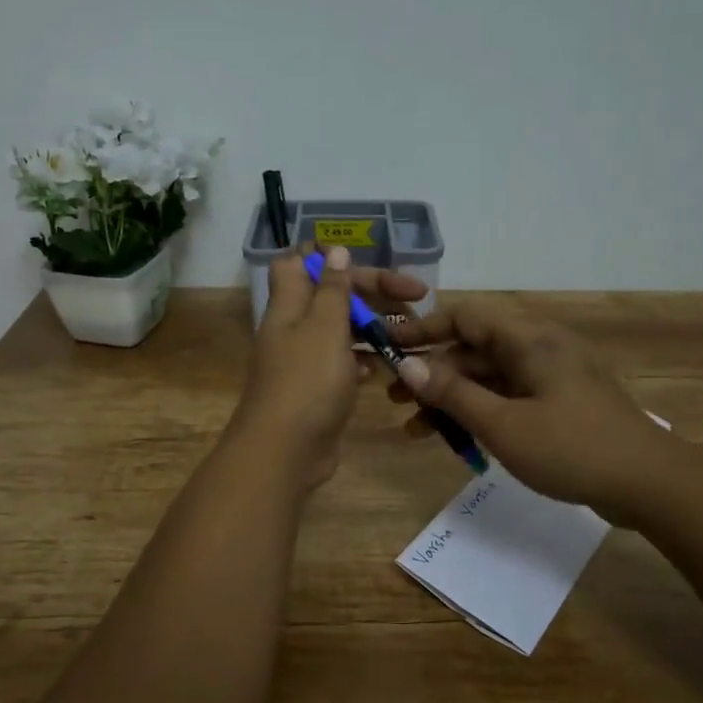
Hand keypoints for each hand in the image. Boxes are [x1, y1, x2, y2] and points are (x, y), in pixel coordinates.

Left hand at [229, 247, 428, 489]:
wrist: (285, 452)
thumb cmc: (307, 383)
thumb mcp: (324, 328)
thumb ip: (333, 290)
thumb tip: (334, 249)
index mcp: (289, 306)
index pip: (298, 263)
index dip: (326, 256)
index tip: (365, 259)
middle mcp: (294, 328)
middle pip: (333, 296)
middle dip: (373, 292)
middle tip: (417, 297)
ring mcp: (306, 361)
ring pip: (343, 331)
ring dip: (375, 327)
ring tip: (413, 334)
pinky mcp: (319, 390)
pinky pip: (345, 364)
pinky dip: (366, 360)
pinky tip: (388, 367)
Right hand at [386, 300, 665, 523]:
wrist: (649, 483)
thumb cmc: (572, 448)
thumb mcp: (503, 424)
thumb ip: (453, 393)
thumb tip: (408, 366)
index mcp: (529, 340)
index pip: (465, 316)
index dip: (423, 329)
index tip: (389, 349)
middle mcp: (540, 348)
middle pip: (474, 348)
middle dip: (432, 372)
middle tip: (393, 399)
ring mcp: (552, 377)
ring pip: (489, 377)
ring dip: (452, 398)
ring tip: (414, 428)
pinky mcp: (560, 403)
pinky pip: (508, 397)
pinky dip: (480, 412)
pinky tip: (455, 439)